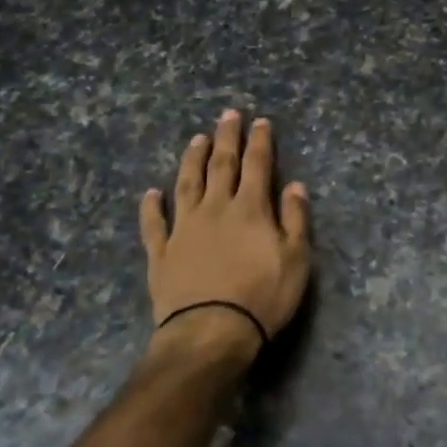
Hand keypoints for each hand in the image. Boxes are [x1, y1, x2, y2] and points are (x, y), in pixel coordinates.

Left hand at [140, 111, 311, 350]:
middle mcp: (215, 209)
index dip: (260, 142)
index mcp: (250, 209)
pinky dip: (151, 207)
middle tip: (228, 114)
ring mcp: (184, 229)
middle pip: (221, 165)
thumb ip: (295, 219)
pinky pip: (154, 224)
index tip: (261, 122)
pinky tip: (150, 193)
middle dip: (226, 138)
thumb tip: (296, 185)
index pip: (257, 165)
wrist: (210, 332)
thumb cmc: (262, 297)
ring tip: (196, 139)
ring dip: (192, 160)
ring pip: (187, 184)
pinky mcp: (161, 253)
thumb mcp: (296, 259)